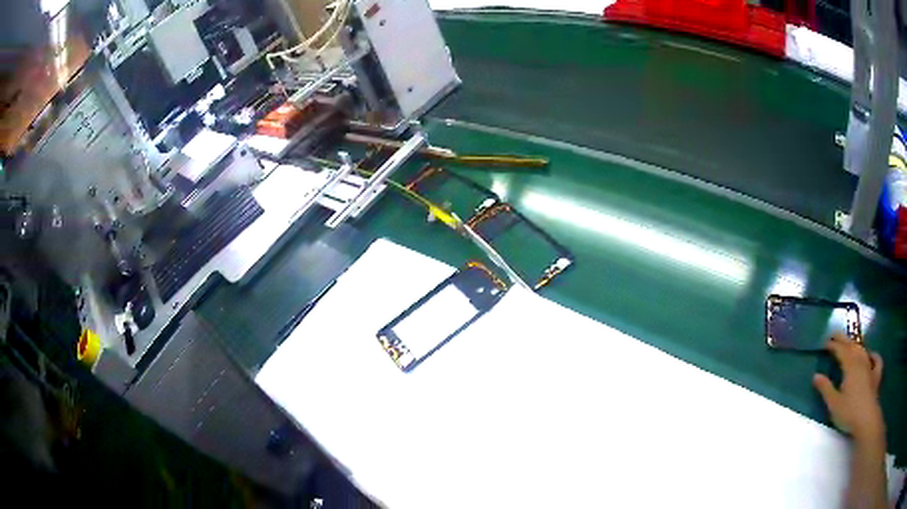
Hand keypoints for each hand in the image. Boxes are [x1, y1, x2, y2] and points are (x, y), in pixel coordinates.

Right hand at [813, 335, 884, 439]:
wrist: (866, 418)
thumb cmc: (849, 412)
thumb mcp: (834, 404)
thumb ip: (825, 389)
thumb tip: (816, 376)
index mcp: (850, 366)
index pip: (841, 350)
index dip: (833, 345)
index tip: (825, 343)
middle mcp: (861, 361)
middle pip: (852, 346)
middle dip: (844, 339)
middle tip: (835, 335)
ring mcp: (870, 366)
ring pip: (863, 350)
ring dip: (856, 345)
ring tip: (851, 344)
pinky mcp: (876, 375)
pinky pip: (876, 359)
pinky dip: (873, 355)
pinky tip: (871, 355)